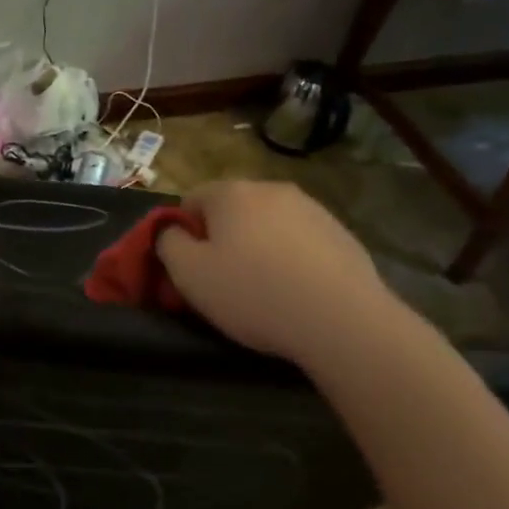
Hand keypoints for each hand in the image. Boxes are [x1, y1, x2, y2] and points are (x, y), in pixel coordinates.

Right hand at [156, 180, 399, 369]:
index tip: (188, 267)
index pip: (190, 200)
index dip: (182, 233)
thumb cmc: (252, 293)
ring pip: (267, 225)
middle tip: (220, 280)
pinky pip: (299, 242)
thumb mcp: (188, 274)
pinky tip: (294, 292)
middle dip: (221, 238)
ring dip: (256, 248)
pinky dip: (290, 259)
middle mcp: (272, 189)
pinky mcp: (342, 234)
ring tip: (261, 289)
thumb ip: (167, 244)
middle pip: (231, 210)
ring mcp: (313, 209)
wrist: (341, 319)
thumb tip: (170, 231)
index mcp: (232, 193)